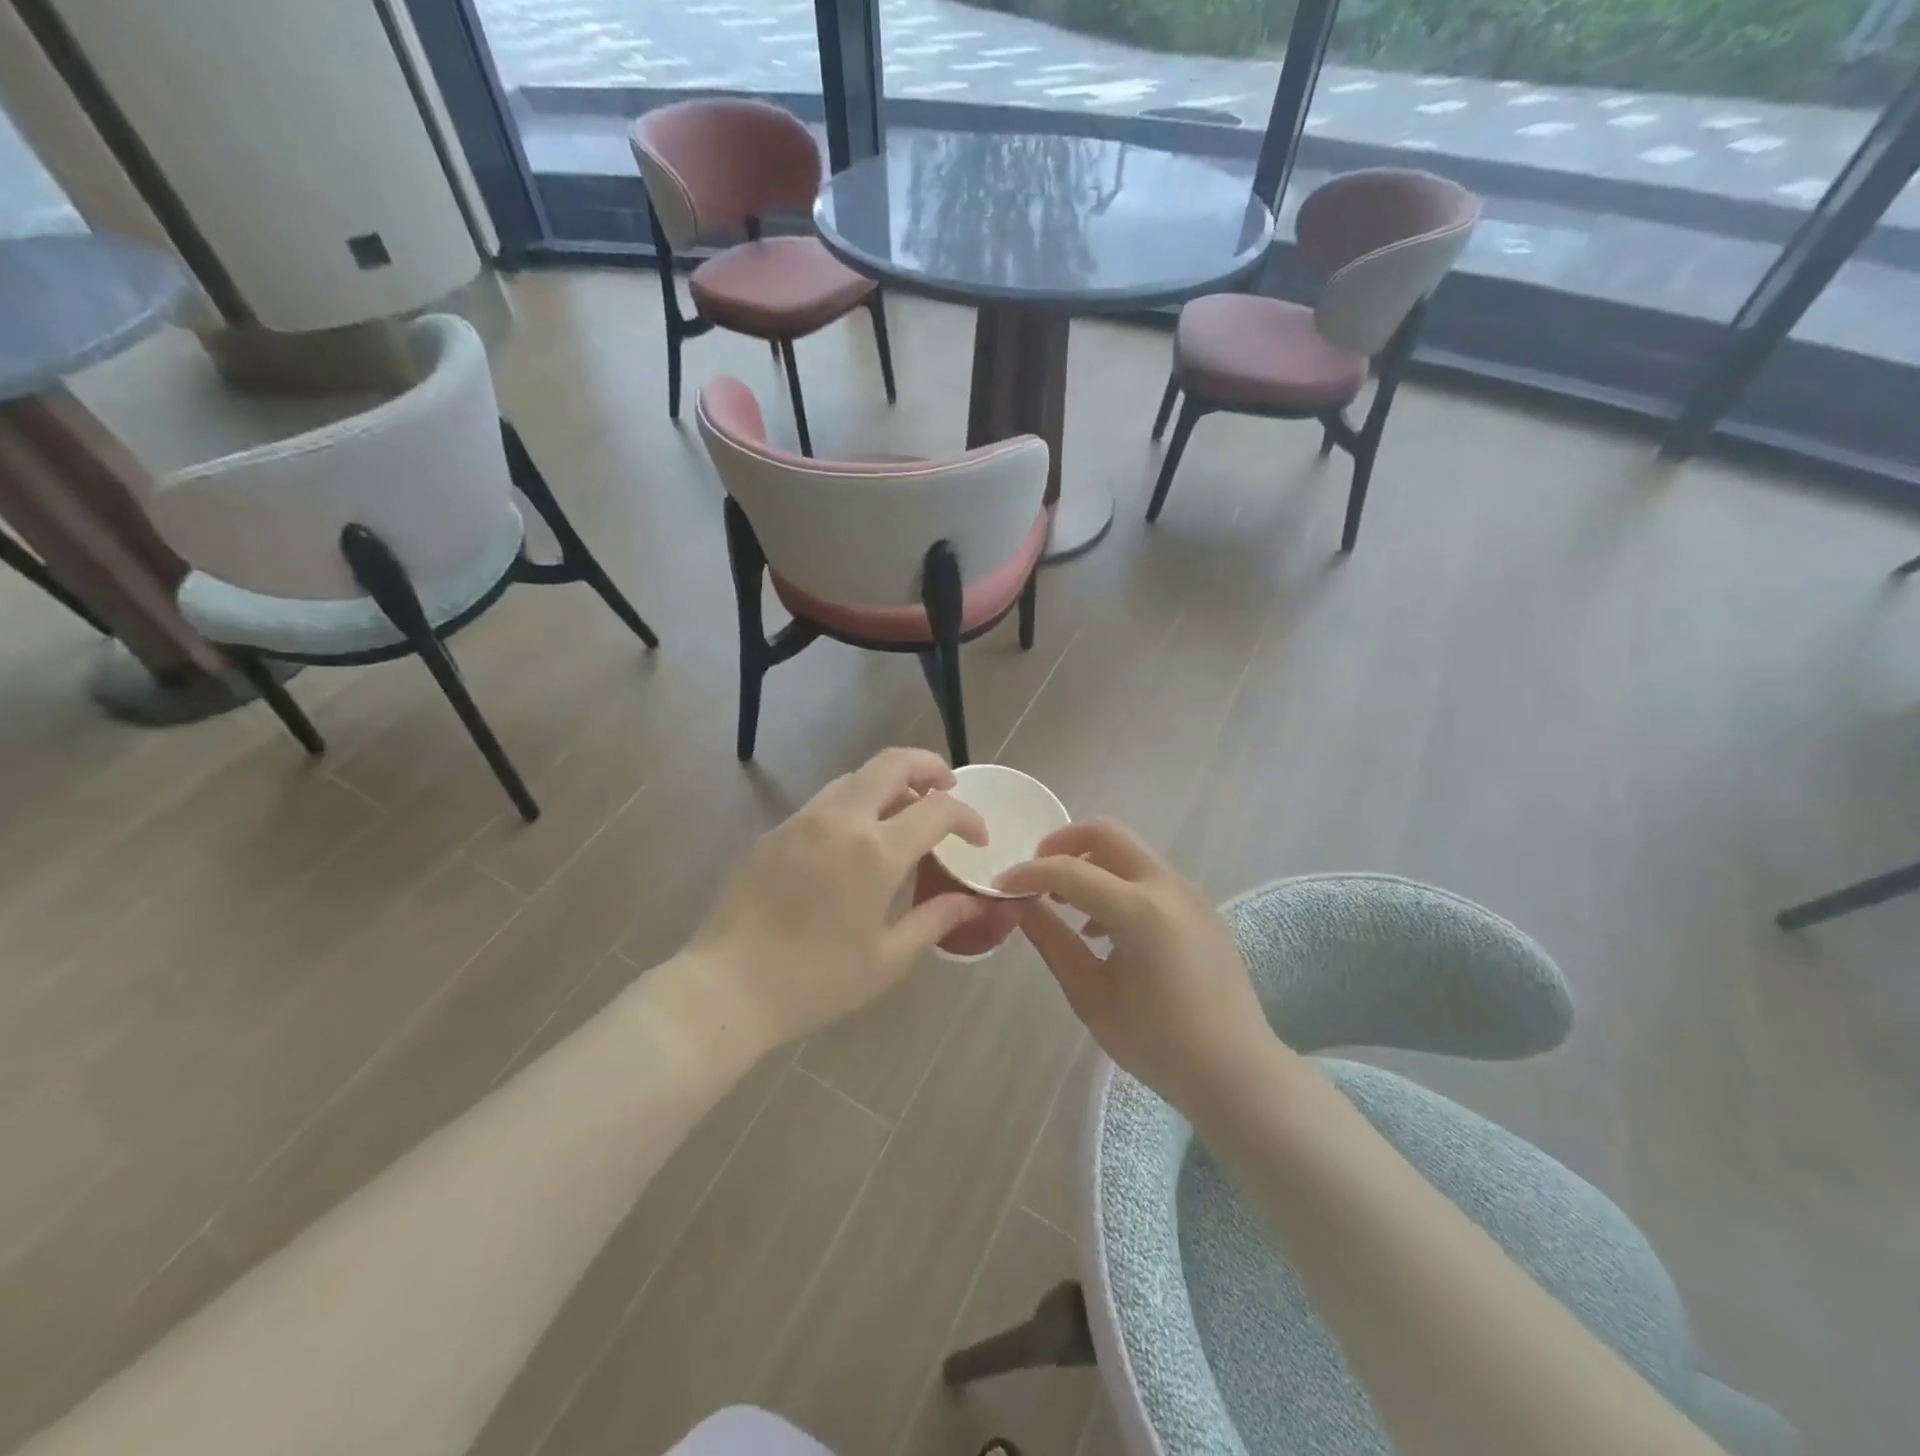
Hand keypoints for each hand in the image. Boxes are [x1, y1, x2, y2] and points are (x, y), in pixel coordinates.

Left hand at [689, 748, 998, 1050]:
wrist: (728, 987)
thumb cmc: (816, 980)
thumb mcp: (887, 959)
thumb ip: (935, 920)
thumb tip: (971, 901)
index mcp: (875, 851)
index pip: (937, 810)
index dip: (967, 817)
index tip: (977, 838)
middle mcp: (840, 820)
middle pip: (892, 763)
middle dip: (929, 766)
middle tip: (947, 788)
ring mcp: (802, 820)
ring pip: (855, 777)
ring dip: (889, 783)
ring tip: (905, 812)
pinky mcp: (775, 831)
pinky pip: (825, 801)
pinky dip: (855, 803)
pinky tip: (856, 839)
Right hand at [995, 820, 1278, 1117]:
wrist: (1236, 1072)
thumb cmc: (1157, 1043)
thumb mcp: (1090, 996)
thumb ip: (1052, 942)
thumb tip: (1021, 906)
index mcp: (1140, 909)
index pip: (1069, 871)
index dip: (1028, 874)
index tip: (1000, 887)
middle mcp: (1168, 886)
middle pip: (1106, 834)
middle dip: (1062, 845)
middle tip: (1035, 876)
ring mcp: (1189, 893)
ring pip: (1129, 852)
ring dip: (1091, 864)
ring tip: (1066, 908)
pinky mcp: (1200, 907)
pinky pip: (1149, 876)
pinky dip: (1117, 883)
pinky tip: (1103, 929)